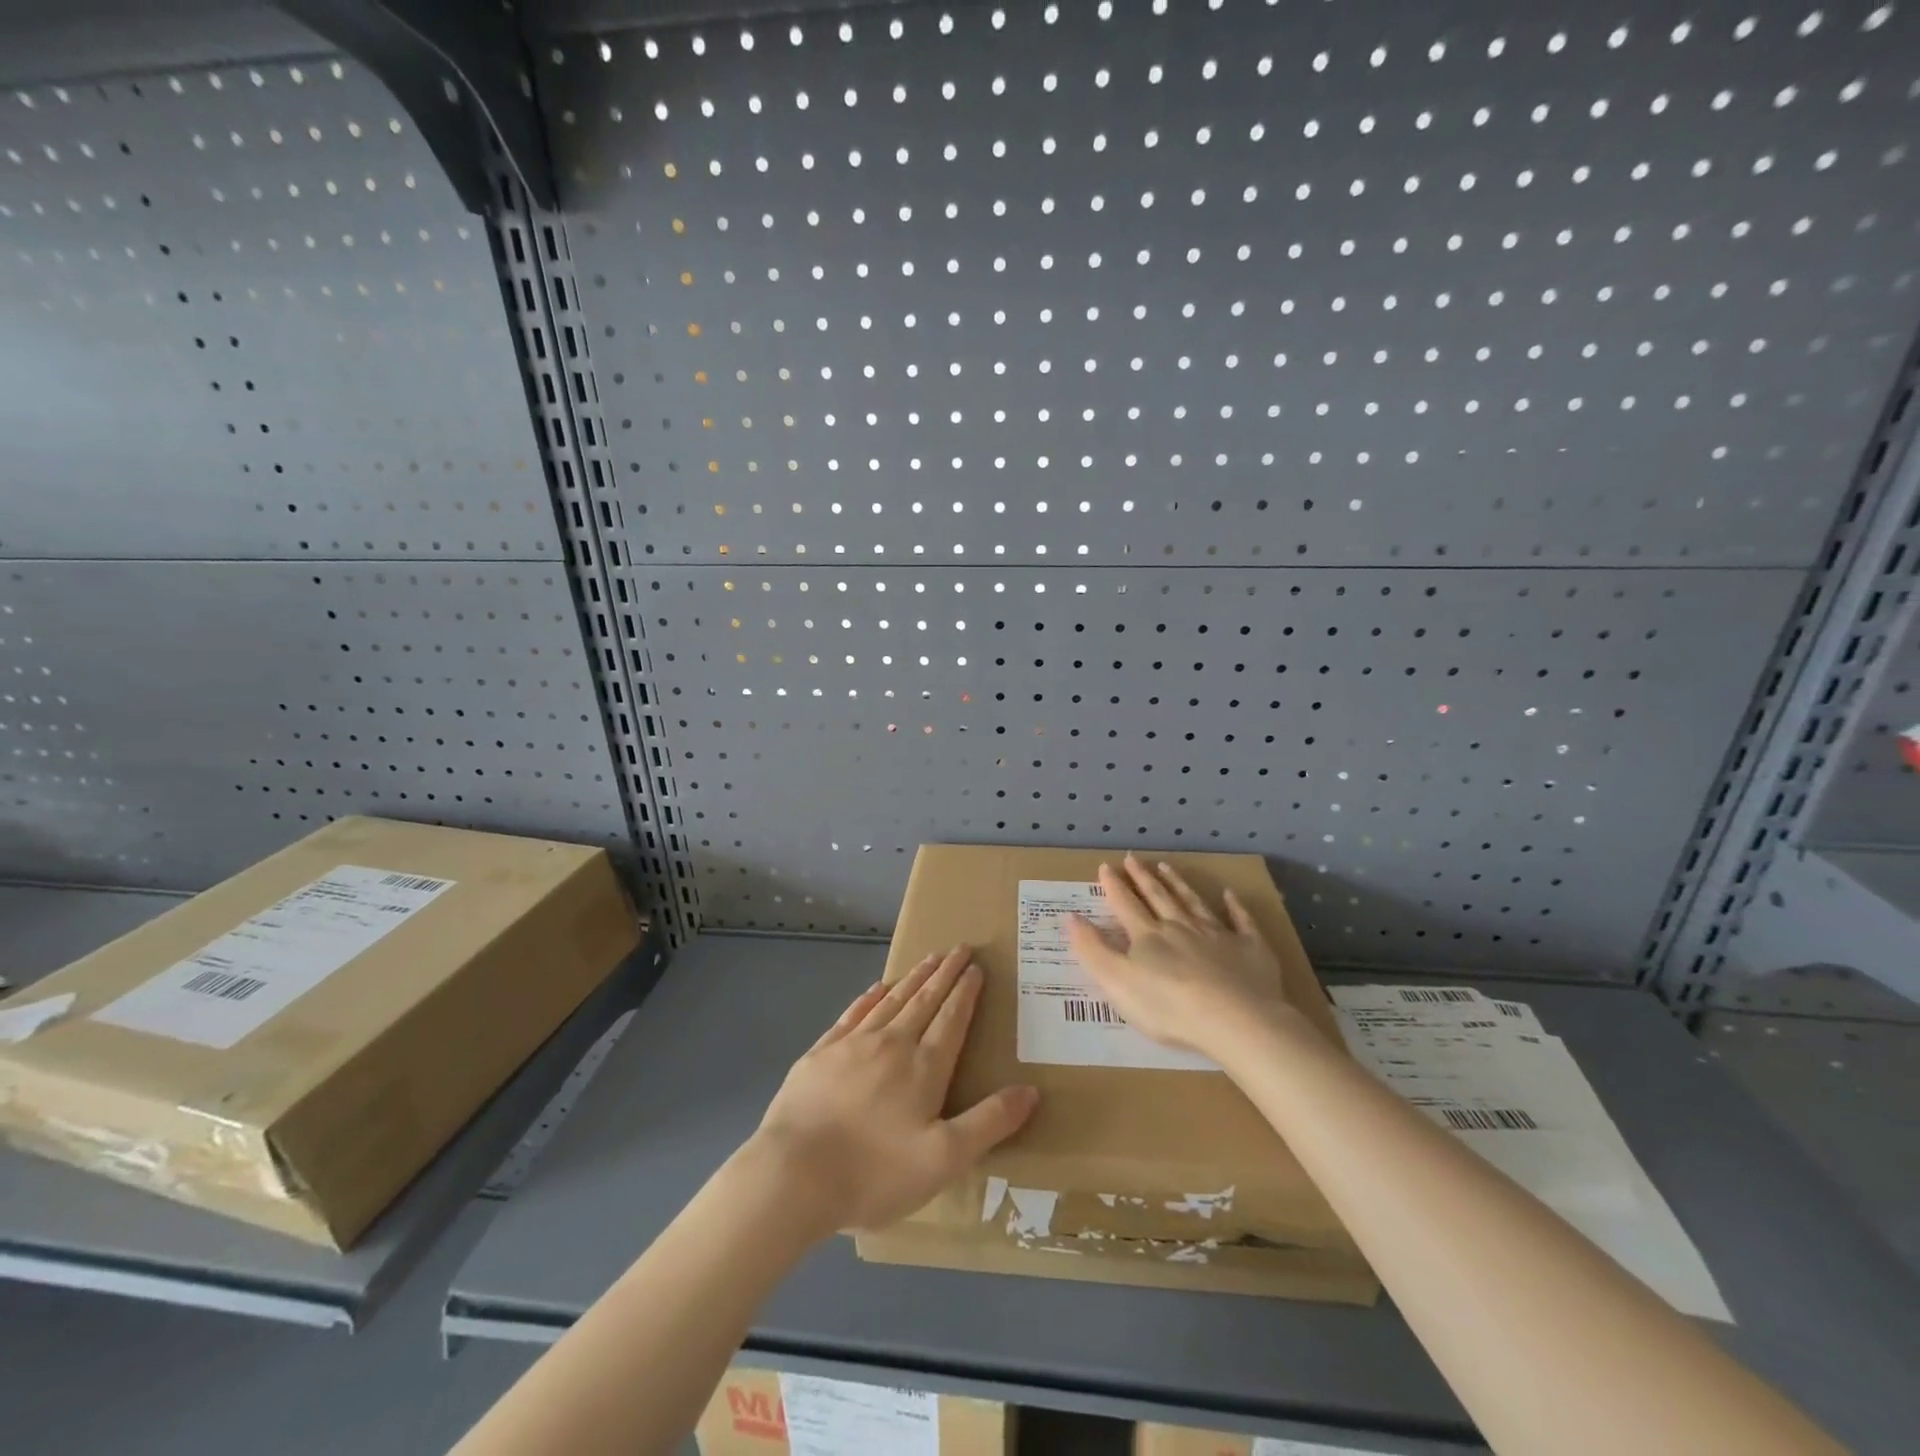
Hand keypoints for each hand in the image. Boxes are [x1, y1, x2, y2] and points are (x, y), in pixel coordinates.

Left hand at [747, 946, 1038, 1233]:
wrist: (793, 1176)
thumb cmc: (874, 1174)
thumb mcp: (944, 1160)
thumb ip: (989, 1123)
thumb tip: (1030, 1090)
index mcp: (924, 1067)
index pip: (952, 1019)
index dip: (966, 992)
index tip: (976, 967)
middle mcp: (891, 1044)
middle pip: (924, 1000)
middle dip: (945, 974)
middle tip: (959, 948)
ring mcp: (852, 1045)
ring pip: (891, 1000)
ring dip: (913, 978)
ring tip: (929, 958)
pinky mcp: (820, 1054)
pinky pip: (853, 1014)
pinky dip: (869, 997)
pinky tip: (877, 988)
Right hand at [1067, 856, 1299, 1056]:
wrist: (1235, 1020)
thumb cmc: (1168, 1006)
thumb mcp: (1116, 982)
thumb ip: (1092, 949)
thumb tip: (1070, 917)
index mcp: (1148, 936)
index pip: (1126, 905)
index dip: (1114, 886)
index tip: (1106, 866)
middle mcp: (1181, 927)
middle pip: (1159, 897)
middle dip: (1143, 877)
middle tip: (1132, 858)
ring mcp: (1218, 935)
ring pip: (1194, 902)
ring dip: (1178, 884)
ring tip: (1166, 866)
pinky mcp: (1251, 949)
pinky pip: (1241, 922)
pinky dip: (1234, 907)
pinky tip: (1229, 895)